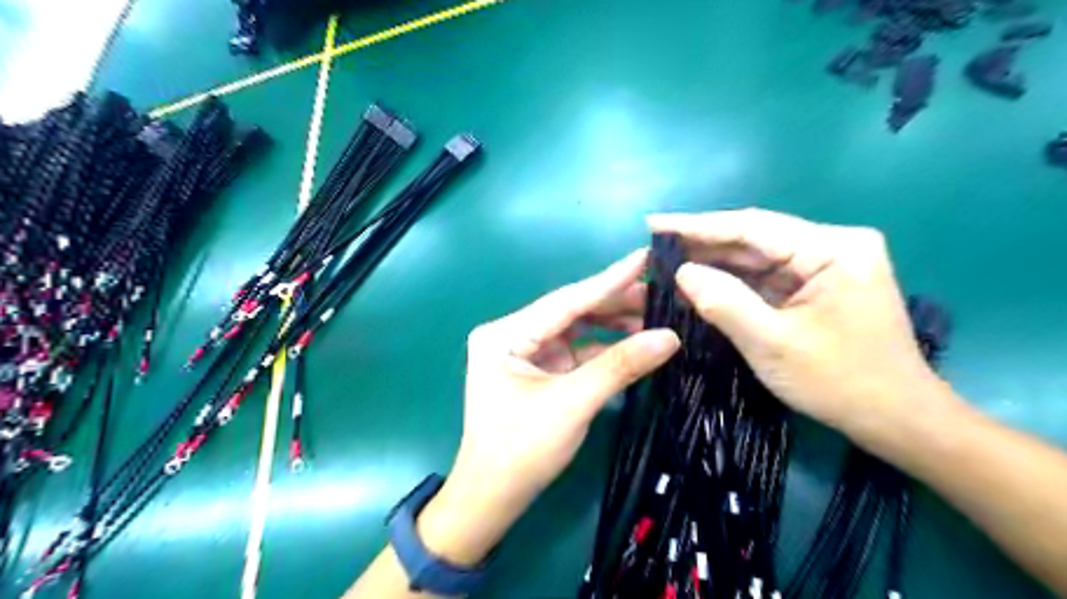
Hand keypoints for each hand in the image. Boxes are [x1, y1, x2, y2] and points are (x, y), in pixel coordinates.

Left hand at [411, 250, 677, 565]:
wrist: (493, 497)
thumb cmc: (522, 449)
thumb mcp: (573, 403)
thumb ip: (620, 366)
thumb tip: (670, 337)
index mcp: (505, 334)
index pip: (566, 300)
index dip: (609, 280)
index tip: (644, 257)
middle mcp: (512, 335)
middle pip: (571, 312)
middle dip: (615, 304)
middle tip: (661, 292)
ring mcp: (526, 352)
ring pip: (576, 330)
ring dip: (612, 326)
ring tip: (655, 316)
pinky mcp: (539, 370)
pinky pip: (576, 351)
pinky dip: (604, 349)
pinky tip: (635, 344)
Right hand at [646, 210, 953, 449]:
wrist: (898, 420)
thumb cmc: (840, 382)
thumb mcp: (772, 343)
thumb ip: (723, 302)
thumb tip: (682, 272)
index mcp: (832, 249)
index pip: (752, 227)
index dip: (697, 226)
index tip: (654, 224)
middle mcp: (833, 246)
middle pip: (755, 238)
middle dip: (704, 245)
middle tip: (655, 248)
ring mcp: (828, 265)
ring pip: (758, 258)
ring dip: (716, 263)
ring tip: (669, 262)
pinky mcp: (820, 285)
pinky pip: (767, 277)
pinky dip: (734, 282)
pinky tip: (702, 282)